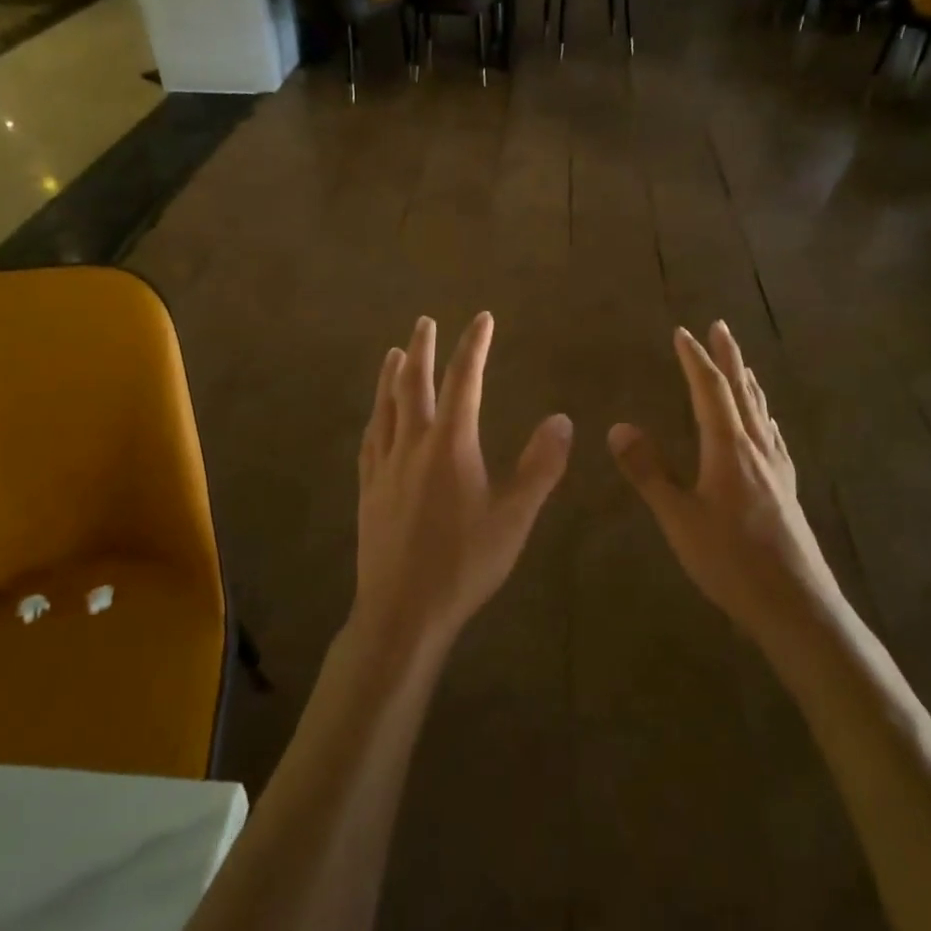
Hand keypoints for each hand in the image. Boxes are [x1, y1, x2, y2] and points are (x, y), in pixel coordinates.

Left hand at [353, 313, 572, 659]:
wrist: (402, 611)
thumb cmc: (464, 563)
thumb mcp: (514, 517)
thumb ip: (541, 467)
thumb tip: (562, 420)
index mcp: (450, 444)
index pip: (464, 381)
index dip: (474, 346)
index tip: (482, 319)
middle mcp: (412, 444)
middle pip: (415, 384)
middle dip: (424, 349)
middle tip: (425, 321)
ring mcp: (384, 465)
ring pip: (386, 406)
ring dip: (391, 375)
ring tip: (395, 352)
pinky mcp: (368, 489)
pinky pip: (370, 438)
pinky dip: (376, 416)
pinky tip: (376, 416)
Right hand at [609, 322, 836, 651]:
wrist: (798, 607)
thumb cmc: (731, 562)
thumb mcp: (679, 518)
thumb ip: (648, 472)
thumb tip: (618, 427)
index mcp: (728, 449)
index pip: (710, 391)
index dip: (694, 360)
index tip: (682, 332)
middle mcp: (756, 449)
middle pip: (742, 392)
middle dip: (729, 357)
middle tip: (720, 326)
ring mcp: (776, 470)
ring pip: (760, 413)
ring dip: (748, 382)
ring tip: (742, 365)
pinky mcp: (787, 491)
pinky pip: (773, 438)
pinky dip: (764, 417)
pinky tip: (767, 426)